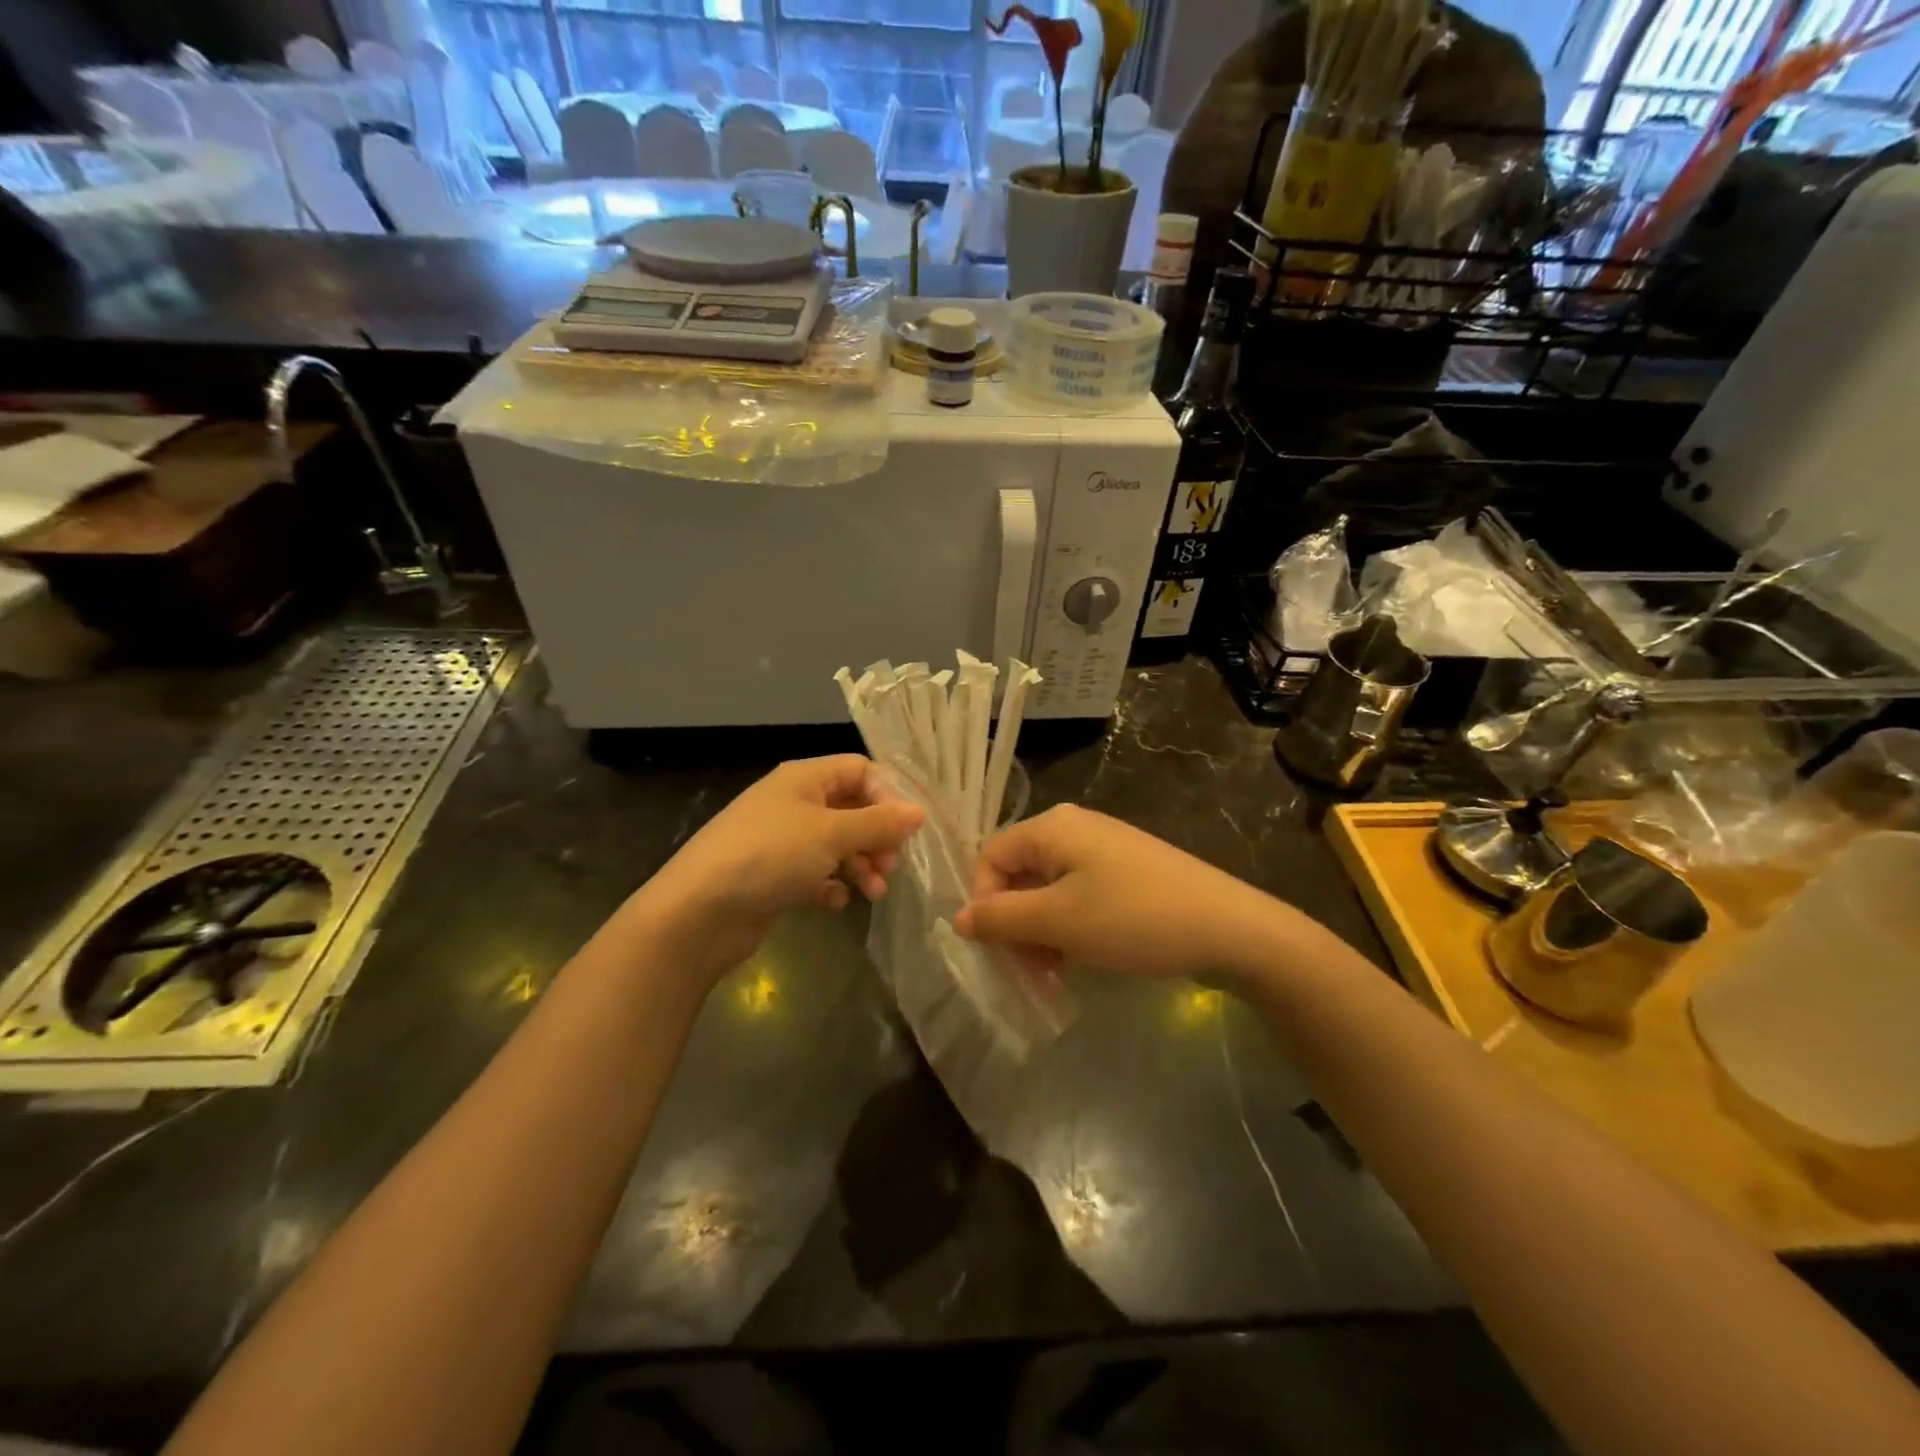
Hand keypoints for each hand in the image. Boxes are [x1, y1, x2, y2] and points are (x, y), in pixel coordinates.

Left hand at [626, 756, 923, 984]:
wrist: (699, 912)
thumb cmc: (770, 857)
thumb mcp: (831, 834)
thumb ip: (878, 823)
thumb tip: (919, 812)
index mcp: (804, 778)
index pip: (860, 770)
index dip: (888, 795)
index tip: (908, 829)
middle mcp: (794, 803)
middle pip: (851, 808)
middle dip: (877, 837)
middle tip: (891, 866)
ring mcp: (782, 841)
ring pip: (836, 844)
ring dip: (860, 865)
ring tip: (873, 892)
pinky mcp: (774, 876)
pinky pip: (815, 874)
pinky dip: (831, 886)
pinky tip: (835, 903)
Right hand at [954, 804, 1280, 982]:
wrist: (1229, 928)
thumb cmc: (1133, 919)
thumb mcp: (1059, 921)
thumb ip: (1001, 918)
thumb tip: (958, 918)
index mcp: (1052, 827)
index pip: (990, 857)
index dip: (984, 903)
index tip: (998, 950)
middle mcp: (1074, 829)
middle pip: (1019, 875)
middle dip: (1015, 926)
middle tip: (1029, 973)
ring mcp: (1103, 850)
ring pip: (1048, 891)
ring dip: (1041, 935)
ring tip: (1055, 977)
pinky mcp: (1126, 873)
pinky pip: (1079, 897)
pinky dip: (1069, 929)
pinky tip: (1080, 962)